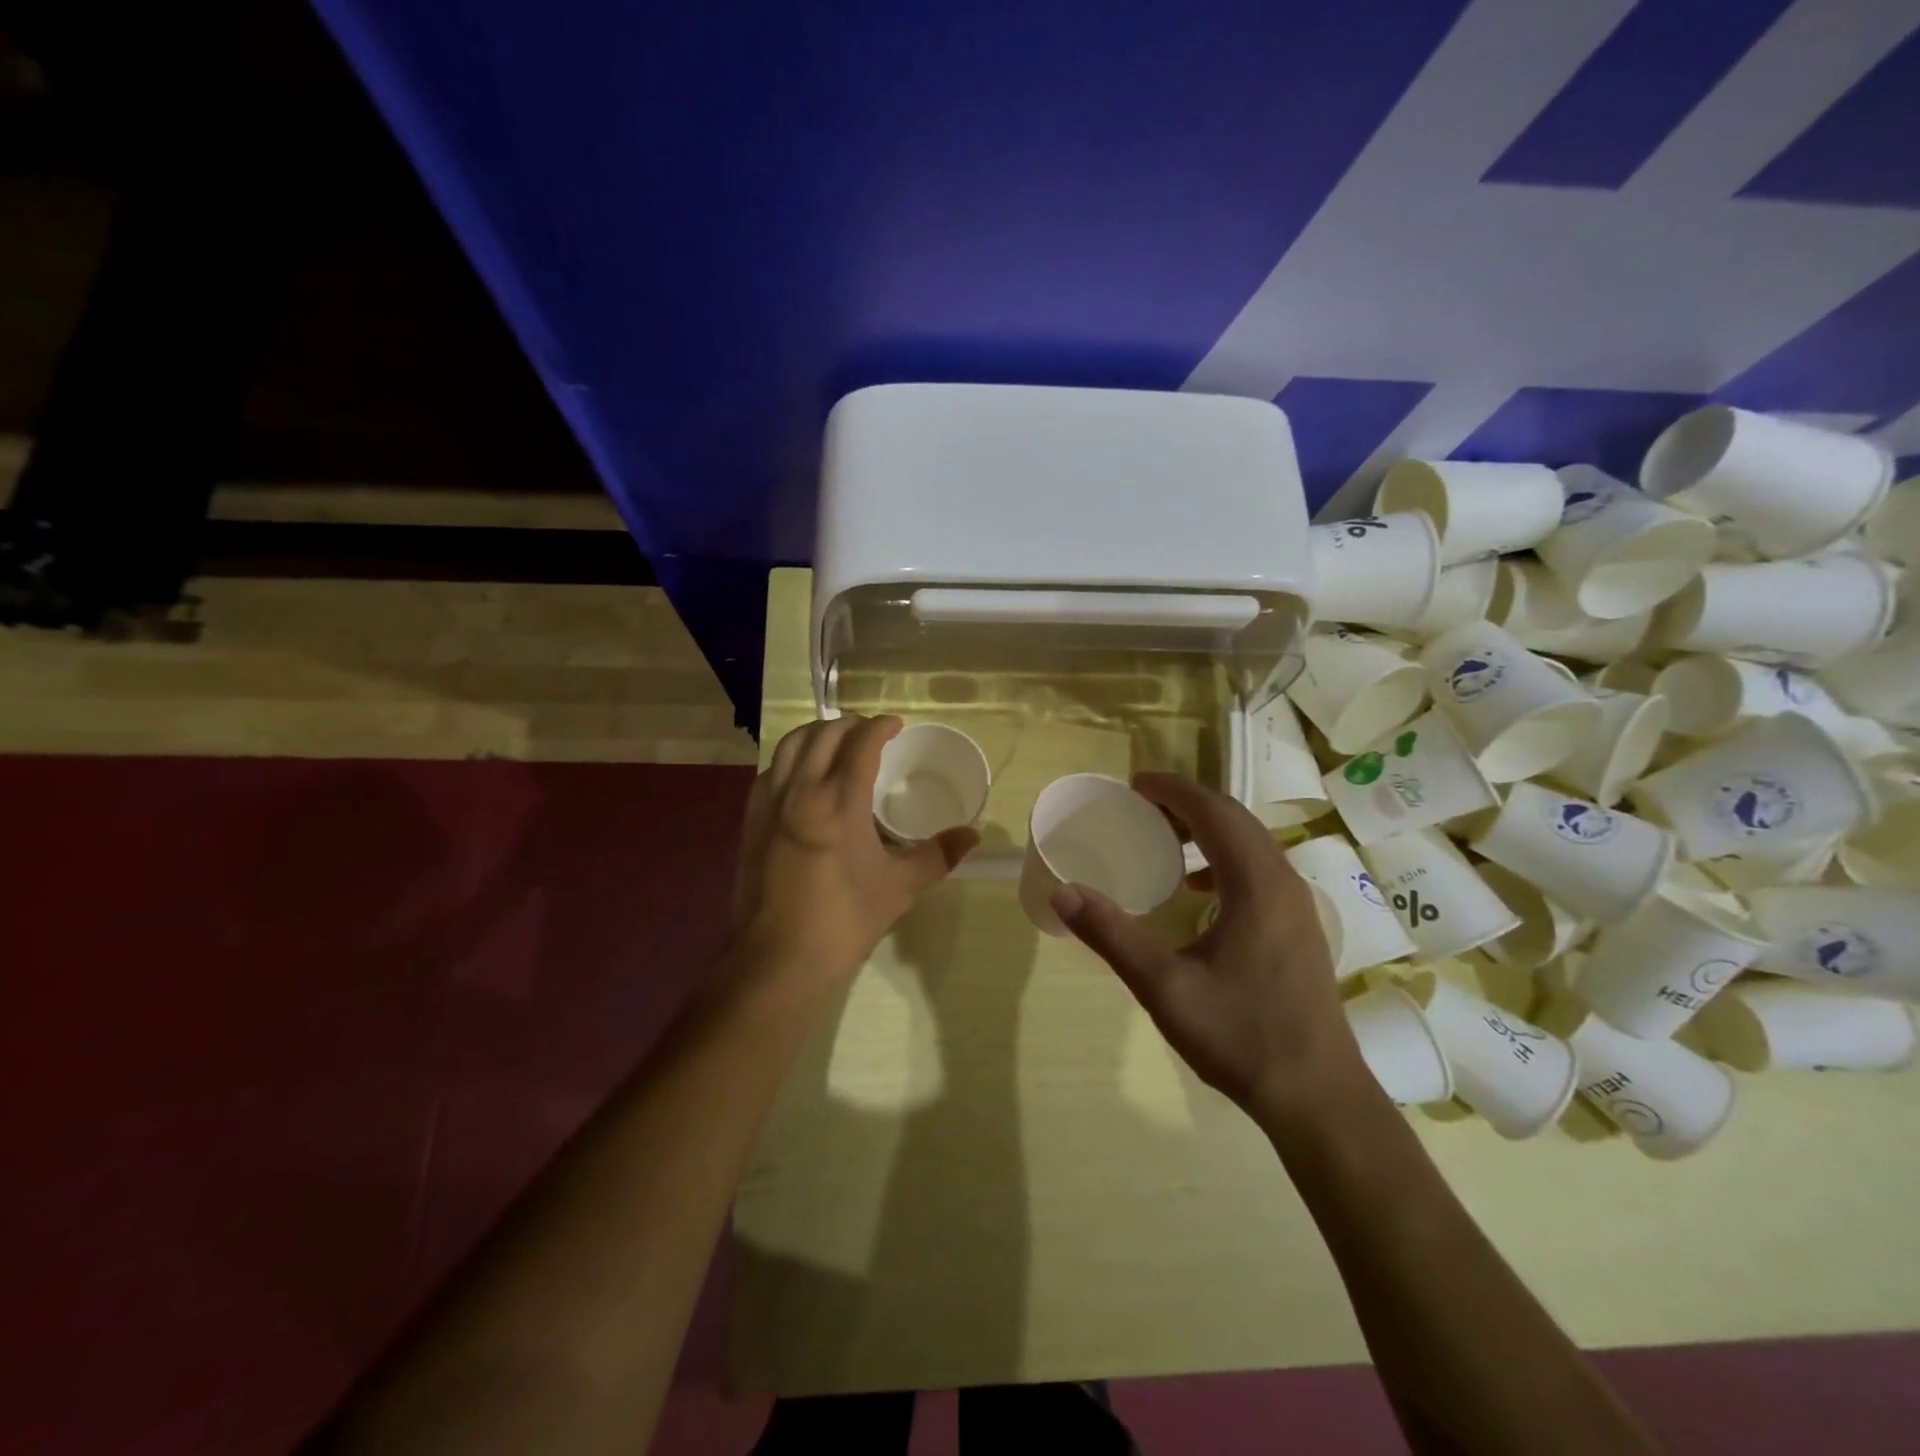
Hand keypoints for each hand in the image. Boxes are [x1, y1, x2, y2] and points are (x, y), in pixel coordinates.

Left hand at [730, 715, 979, 994]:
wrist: (777, 960)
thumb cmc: (843, 922)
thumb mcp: (899, 888)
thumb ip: (938, 855)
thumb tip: (973, 835)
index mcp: (837, 802)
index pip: (859, 743)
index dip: (880, 726)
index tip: (895, 726)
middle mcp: (799, 791)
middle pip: (822, 735)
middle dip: (850, 725)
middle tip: (872, 735)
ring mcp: (768, 805)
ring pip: (789, 746)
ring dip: (816, 735)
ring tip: (838, 746)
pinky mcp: (750, 822)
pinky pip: (770, 771)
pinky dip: (790, 760)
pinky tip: (803, 779)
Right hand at [1049, 773, 1367, 1119]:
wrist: (1317, 1096)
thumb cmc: (1240, 1036)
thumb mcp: (1163, 986)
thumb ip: (1111, 934)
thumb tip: (1062, 891)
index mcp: (1256, 884)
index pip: (1213, 812)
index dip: (1172, 790)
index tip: (1134, 784)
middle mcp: (1284, 882)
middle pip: (1235, 819)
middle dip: (1187, 803)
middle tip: (1140, 806)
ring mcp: (1298, 905)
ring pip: (1251, 843)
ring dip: (1208, 830)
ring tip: (1163, 840)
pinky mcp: (1299, 927)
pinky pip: (1259, 869)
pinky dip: (1224, 859)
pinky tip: (1197, 889)